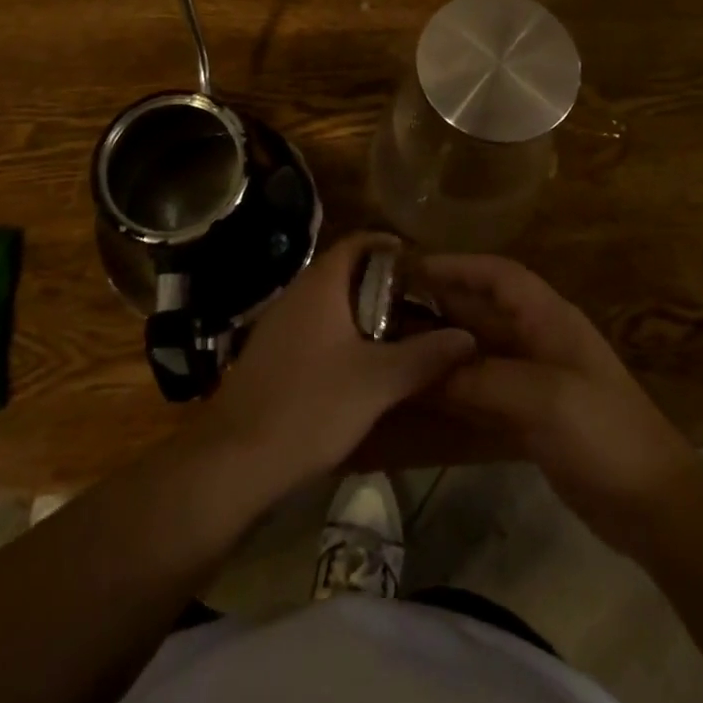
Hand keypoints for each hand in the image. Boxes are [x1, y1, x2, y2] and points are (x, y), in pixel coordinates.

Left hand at [193, 233, 476, 498]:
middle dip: (382, 285)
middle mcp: (296, 294)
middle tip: (421, 304)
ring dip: (362, 314)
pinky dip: (340, 337)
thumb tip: (467, 337)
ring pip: (329, 305)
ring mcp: (278, 325)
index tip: (423, 264)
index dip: (390, 246)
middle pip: (344, 273)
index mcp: (320, 286)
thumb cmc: (310, 406)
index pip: (357, 243)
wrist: (235, 459)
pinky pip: (313, 330)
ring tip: (400, 335)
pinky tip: (360, 367)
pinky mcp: (270, 355)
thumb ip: (424, 356)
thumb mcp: (377, 382)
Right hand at [412, 253, 697, 555]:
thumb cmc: (603, 433)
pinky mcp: (529, 417)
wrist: (654, 505)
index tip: (410, 268)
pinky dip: (452, 393)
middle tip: (383, 314)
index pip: (498, 275)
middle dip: (437, 309)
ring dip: (440, 352)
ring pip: (475, 355)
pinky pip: (480, 394)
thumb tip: (424, 368)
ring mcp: (533, 381)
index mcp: (548, 319)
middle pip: (480, 313)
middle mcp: (537, 341)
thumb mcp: (542, 398)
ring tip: (391, 352)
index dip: (456, 266)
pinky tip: (418, 398)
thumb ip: (481, 378)